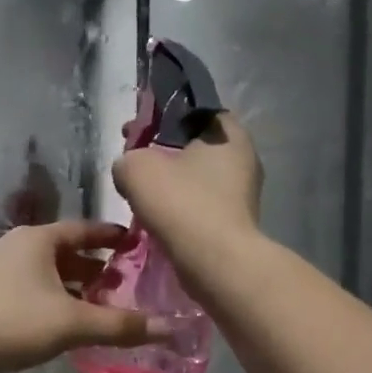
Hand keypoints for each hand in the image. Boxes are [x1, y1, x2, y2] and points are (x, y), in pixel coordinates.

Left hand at [0, 221, 168, 372]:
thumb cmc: (11, 323)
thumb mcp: (72, 324)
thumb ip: (121, 326)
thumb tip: (171, 328)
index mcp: (39, 239)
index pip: (86, 229)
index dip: (113, 237)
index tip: (137, 244)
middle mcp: (16, 245)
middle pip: (65, 251)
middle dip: (95, 267)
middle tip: (124, 284)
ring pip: (45, 271)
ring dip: (72, 286)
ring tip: (97, 306)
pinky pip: (28, 287)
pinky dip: (50, 298)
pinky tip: (58, 322)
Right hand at [112, 114, 263, 280]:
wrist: (214, 261)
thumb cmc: (181, 203)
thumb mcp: (136, 168)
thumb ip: (128, 158)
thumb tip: (129, 169)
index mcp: (229, 132)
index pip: (195, 111)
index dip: (162, 115)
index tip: (136, 131)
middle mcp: (244, 158)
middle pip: (195, 146)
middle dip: (164, 152)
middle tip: (135, 161)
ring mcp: (243, 193)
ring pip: (198, 178)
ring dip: (171, 182)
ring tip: (142, 193)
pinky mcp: (235, 222)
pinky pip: (201, 204)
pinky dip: (180, 206)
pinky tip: (159, 216)